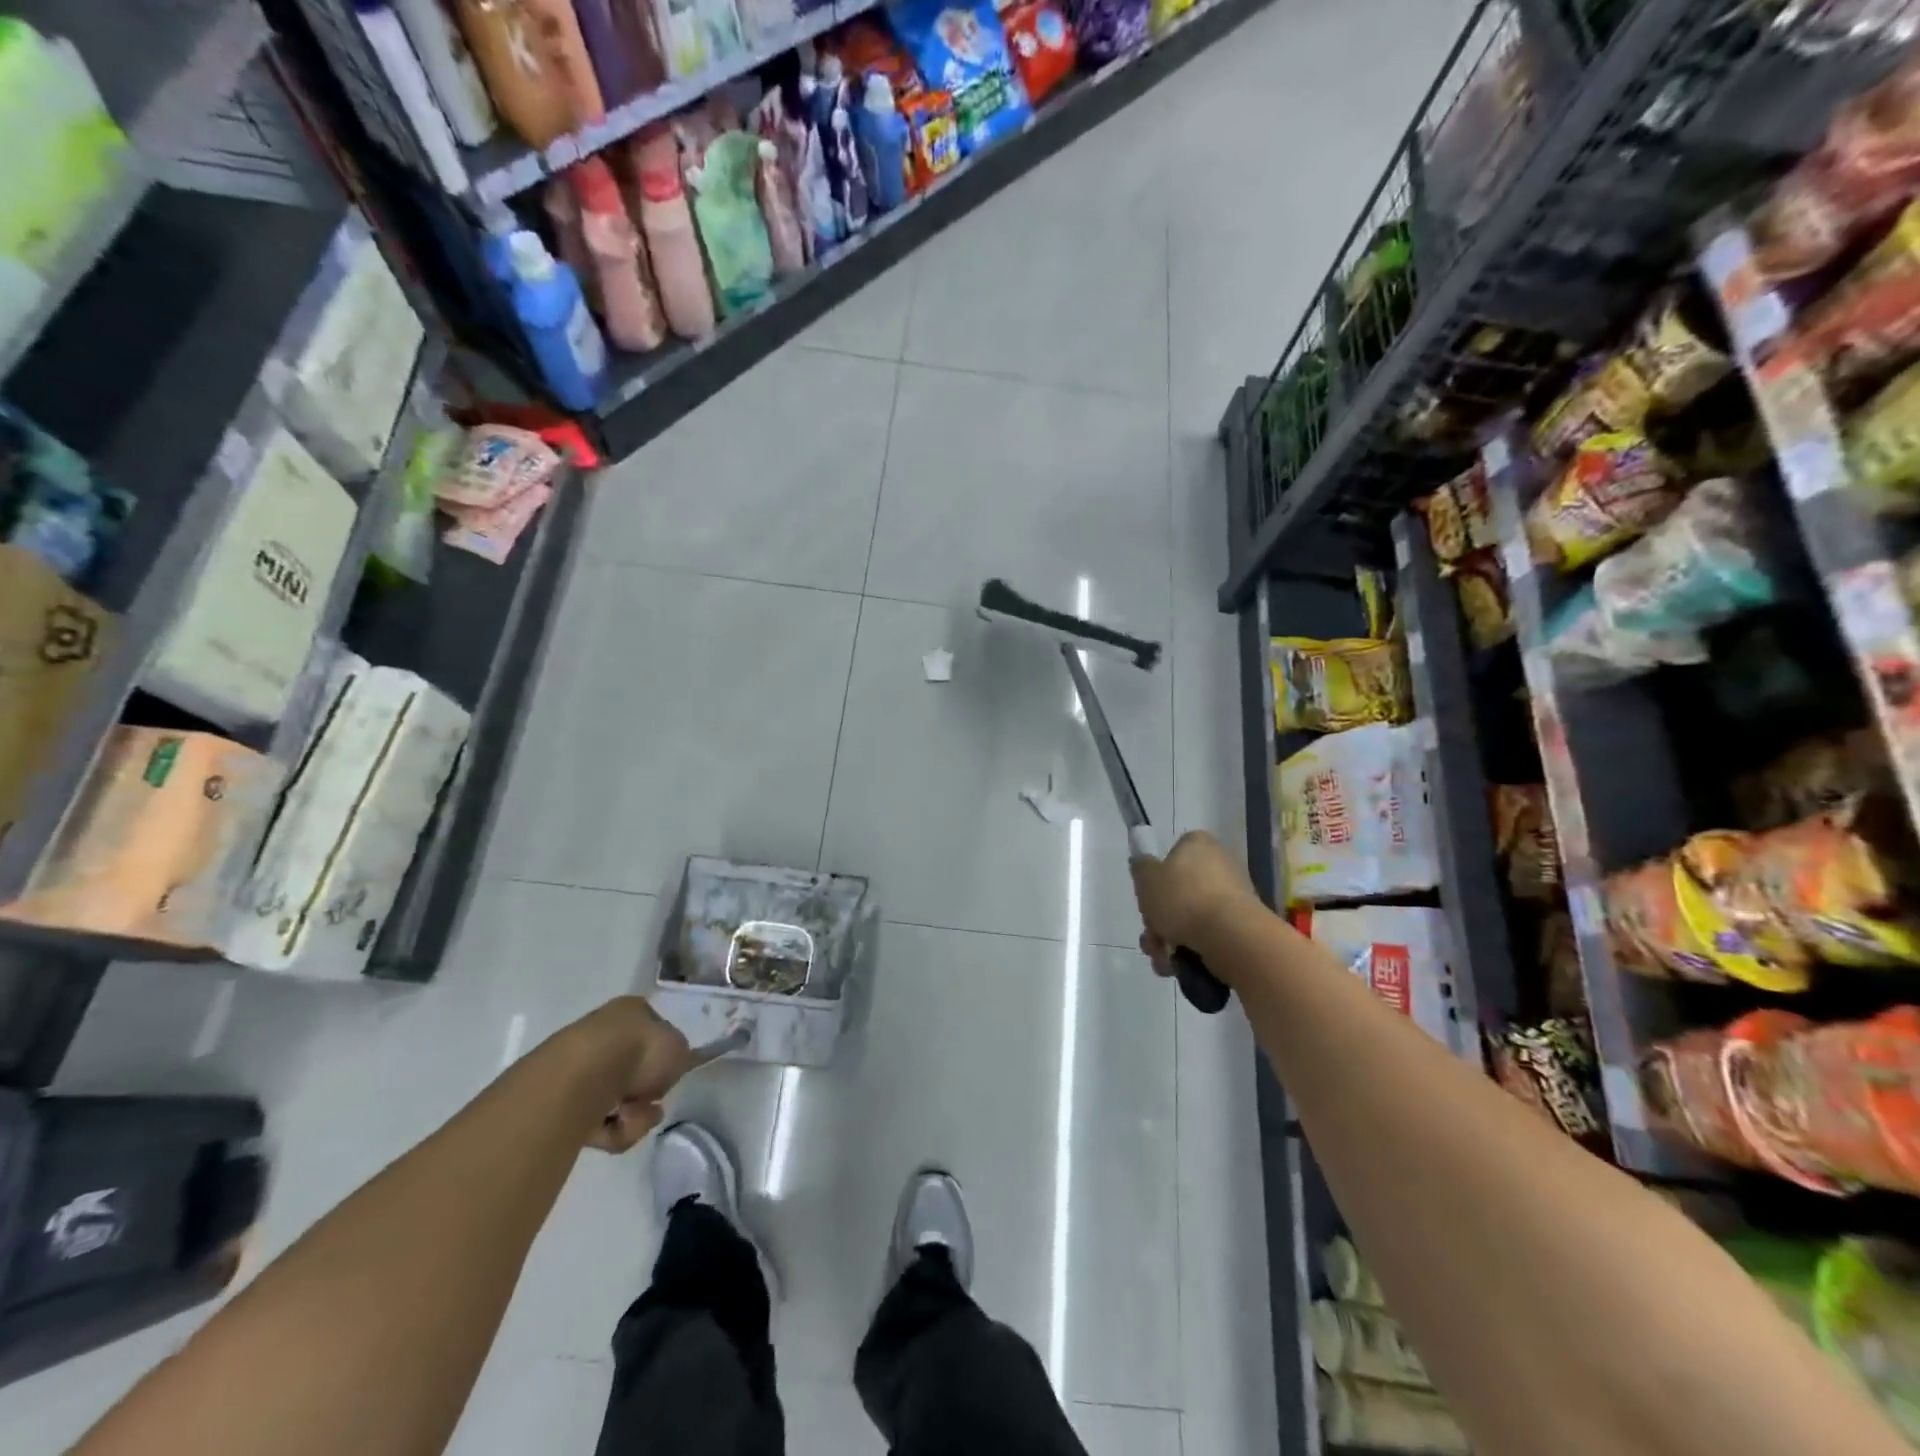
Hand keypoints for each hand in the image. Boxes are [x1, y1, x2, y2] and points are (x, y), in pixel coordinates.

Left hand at [571, 998, 693, 1152]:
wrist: (584, 1077)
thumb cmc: (640, 1050)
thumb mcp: (679, 1048)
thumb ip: (678, 1057)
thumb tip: (665, 1071)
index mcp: (630, 1011)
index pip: (651, 1031)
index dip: (663, 1055)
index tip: (670, 1073)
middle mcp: (602, 1034)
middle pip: (632, 1071)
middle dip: (646, 1093)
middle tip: (654, 1102)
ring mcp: (578, 1068)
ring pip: (617, 1101)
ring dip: (634, 1115)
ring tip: (634, 1117)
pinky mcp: (559, 1103)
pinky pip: (597, 1123)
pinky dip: (612, 1129)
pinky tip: (616, 1126)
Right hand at [1130, 830, 1259, 977]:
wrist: (1231, 937)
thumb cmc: (1184, 899)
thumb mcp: (1146, 878)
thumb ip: (1140, 868)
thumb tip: (1144, 865)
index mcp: (1198, 845)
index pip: (1171, 855)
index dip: (1154, 879)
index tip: (1146, 900)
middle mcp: (1219, 864)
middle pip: (1177, 892)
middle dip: (1158, 919)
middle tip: (1151, 935)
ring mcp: (1233, 896)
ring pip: (1188, 917)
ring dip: (1168, 940)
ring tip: (1162, 957)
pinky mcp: (1240, 925)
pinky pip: (1207, 935)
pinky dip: (1190, 950)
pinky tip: (1177, 966)